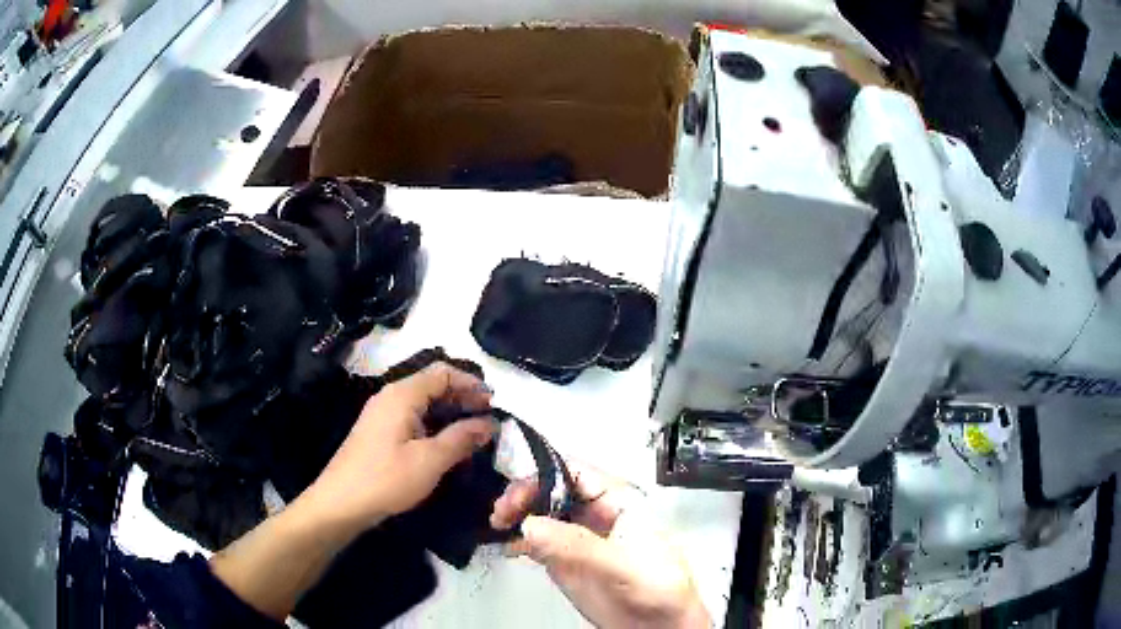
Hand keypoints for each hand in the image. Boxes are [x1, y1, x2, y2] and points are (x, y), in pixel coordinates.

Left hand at [305, 363, 496, 532]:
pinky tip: (445, 444)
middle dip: (462, 397)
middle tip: (488, 417)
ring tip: (473, 431)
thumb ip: (461, 438)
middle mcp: (390, 397)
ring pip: (422, 402)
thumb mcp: (430, 461)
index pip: (442, 373)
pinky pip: (412, 417)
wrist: (340, 502)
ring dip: (449, 412)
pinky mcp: (378, 432)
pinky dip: (434, 424)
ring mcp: (382, 414)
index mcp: (402, 395)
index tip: (494, 402)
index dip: (471, 383)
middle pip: (432, 384)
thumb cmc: (386, 479)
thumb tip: (488, 423)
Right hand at [490, 463, 709, 628]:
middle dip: (523, 495)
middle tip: (501, 515)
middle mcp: (594, 512)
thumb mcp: (621, 563)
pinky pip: (536, 540)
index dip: (543, 474)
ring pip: (540, 512)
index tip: (515, 494)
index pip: (575, 473)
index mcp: (617, 500)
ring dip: (517, 515)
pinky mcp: (565, 559)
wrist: (657, 625)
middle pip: (551, 488)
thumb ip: (576, 544)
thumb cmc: (654, 585)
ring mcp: (577, 536)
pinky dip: (518, 539)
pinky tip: (507, 547)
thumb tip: (528, 525)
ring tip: (497, 527)